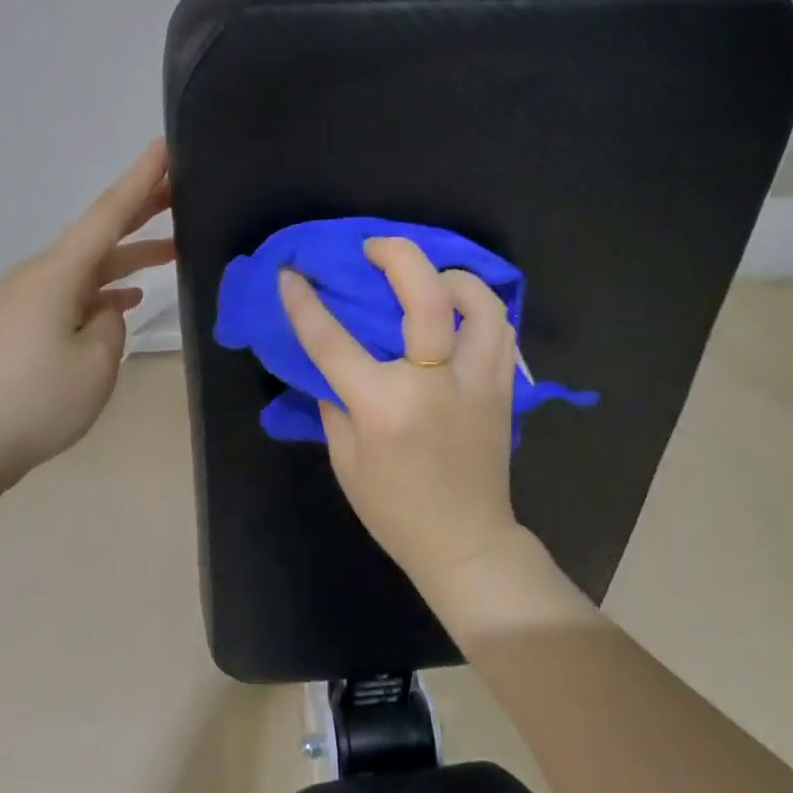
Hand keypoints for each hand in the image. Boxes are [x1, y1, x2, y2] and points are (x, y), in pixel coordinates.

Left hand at [0, 140, 173, 481]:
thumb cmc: (36, 401)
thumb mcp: (96, 361)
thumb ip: (112, 323)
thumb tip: (106, 310)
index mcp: (58, 273)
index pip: (109, 214)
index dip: (141, 180)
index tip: (166, 146)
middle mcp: (41, 274)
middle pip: (99, 232)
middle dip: (141, 209)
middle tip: (182, 187)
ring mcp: (30, 298)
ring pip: (90, 264)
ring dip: (129, 256)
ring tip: (175, 248)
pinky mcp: (25, 323)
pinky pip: (75, 292)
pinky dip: (105, 290)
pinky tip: (129, 301)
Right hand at [278, 237, 524, 592]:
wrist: (466, 544)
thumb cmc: (394, 509)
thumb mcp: (346, 459)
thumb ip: (335, 401)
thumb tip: (331, 359)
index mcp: (384, 407)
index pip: (334, 341)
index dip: (305, 303)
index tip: (291, 273)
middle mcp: (434, 384)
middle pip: (425, 296)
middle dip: (398, 255)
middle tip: (375, 248)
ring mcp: (476, 382)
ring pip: (480, 303)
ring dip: (450, 277)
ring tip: (428, 277)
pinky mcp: (502, 388)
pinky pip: (500, 329)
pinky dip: (478, 308)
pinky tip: (457, 312)